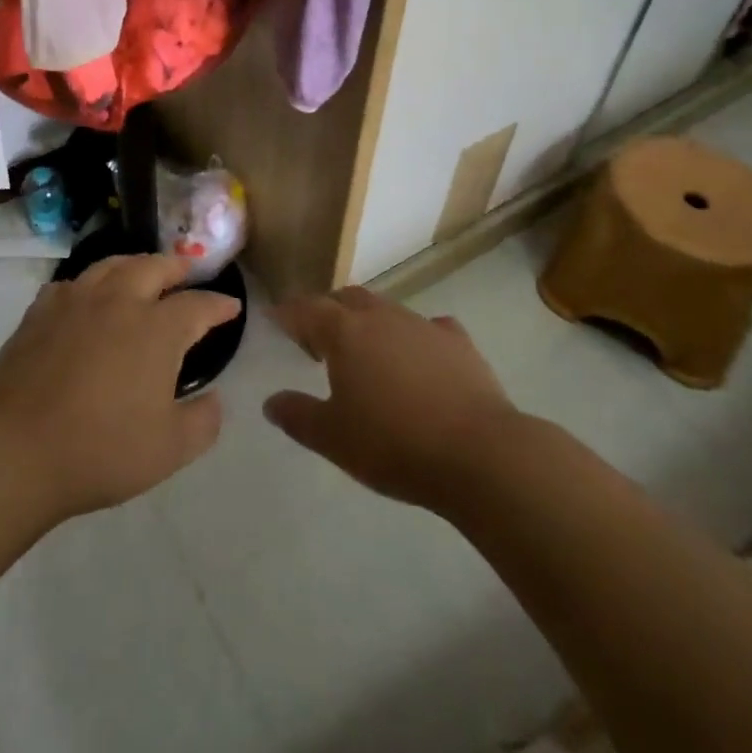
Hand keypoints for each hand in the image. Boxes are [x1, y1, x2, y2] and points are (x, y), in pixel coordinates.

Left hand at [0, 255, 241, 521]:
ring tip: (142, 271)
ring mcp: (76, 301)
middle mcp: (120, 301)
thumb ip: (203, 421)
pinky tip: (87, 297)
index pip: (197, 305)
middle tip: (187, 272)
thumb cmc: (101, 449)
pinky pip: (72, 283)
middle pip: (154, 267)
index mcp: (156, 329)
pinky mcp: (41, 310)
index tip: (231, 307)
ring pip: (112, 265)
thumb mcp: (169, 450)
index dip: (218, 304)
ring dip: (135, 264)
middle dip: (177, 267)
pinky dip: (89, 284)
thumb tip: (214, 398)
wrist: (17, 448)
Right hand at [264, 288, 522, 514]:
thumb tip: (271, 401)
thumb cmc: (394, 444)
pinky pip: (429, 328)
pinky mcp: (459, 342)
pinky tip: (420, 357)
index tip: (275, 319)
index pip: (306, 309)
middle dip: (328, 310)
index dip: (288, 313)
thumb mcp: (333, 438)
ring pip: (386, 309)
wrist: (480, 454)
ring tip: (366, 350)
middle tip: (318, 337)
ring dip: (369, 322)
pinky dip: (415, 337)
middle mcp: (380, 316)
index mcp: (344, 332)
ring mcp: (422, 324)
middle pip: (346, 298)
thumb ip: (297, 416)